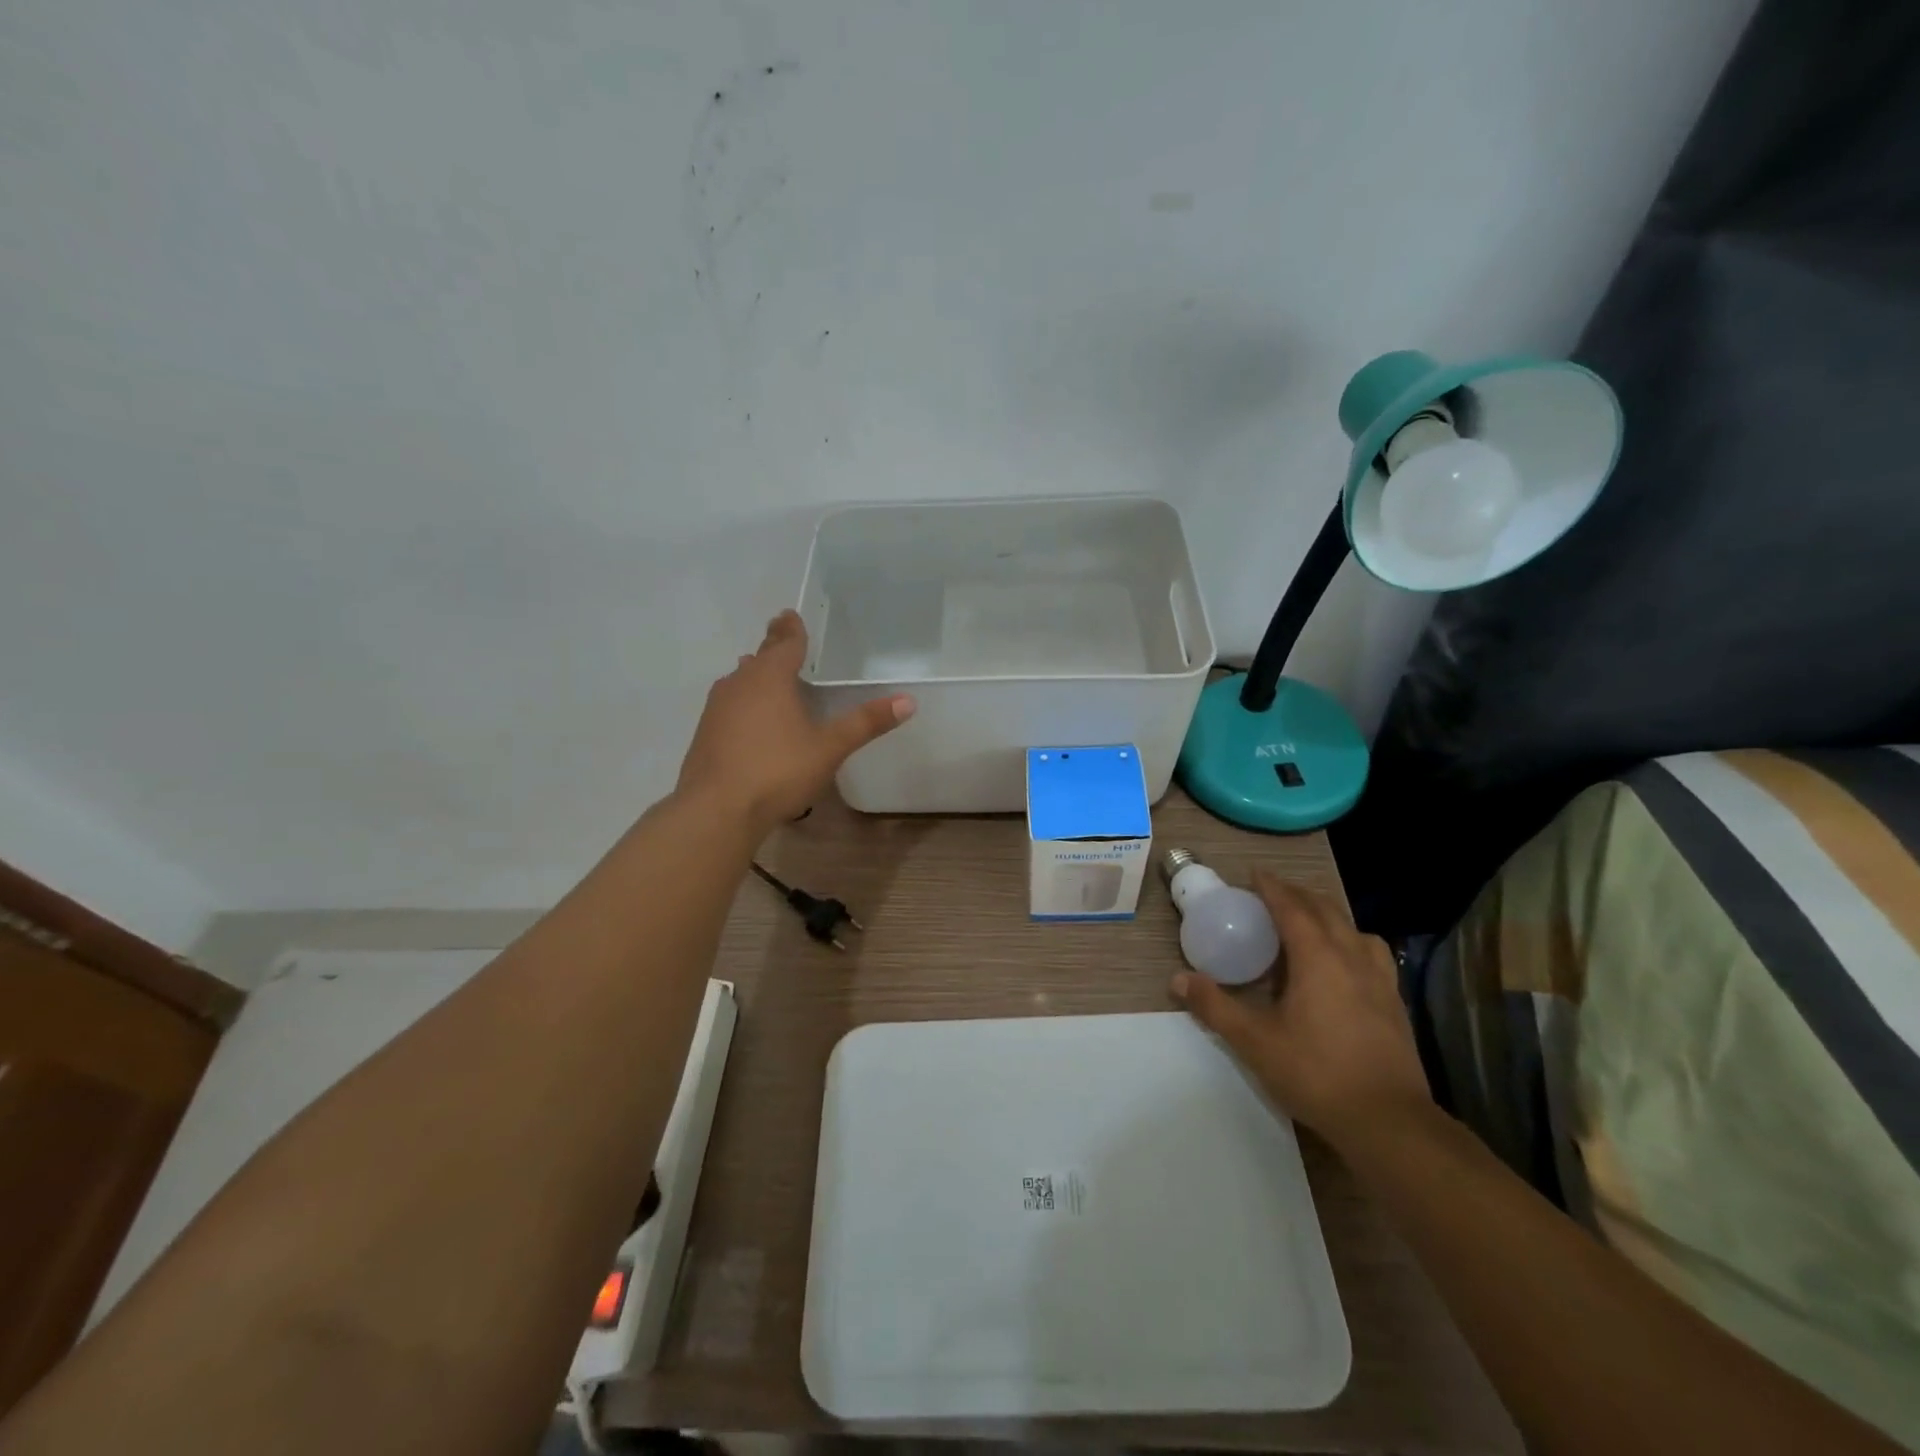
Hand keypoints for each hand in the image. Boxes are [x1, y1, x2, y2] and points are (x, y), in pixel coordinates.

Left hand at [677, 610, 914, 833]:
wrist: (717, 810)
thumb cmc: (778, 770)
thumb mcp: (829, 748)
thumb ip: (865, 723)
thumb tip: (907, 700)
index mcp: (770, 678)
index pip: (784, 642)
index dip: (791, 629)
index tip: (790, 614)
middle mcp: (739, 684)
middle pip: (759, 658)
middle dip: (773, 647)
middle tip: (783, 636)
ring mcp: (717, 709)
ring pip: (740, 681)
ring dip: (755, 675)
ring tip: (767, 673)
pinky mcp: (705, 734)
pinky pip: (730, 705)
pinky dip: (744, 702)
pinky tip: (751, 719)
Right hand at [1171, 869, 1430, 1145]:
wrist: (1389, 1123)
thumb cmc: (1317, 1073)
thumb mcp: (1254, 1041)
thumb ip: (1215, 1007)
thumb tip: (1177, 979)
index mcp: (1318, 957)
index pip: (1292, 907)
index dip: (1271, 887)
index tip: (1254, 874)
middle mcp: (1352, 957)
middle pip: (1325, 909)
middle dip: (1298, 895)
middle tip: (1272, 895)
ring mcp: (1380, 979)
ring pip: (1354, 929)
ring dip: (1328, 916)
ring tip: (1308, 925)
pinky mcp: (1395, 1003)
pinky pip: (1371, 954)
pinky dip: (1351, 943)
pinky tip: (1342, 966)